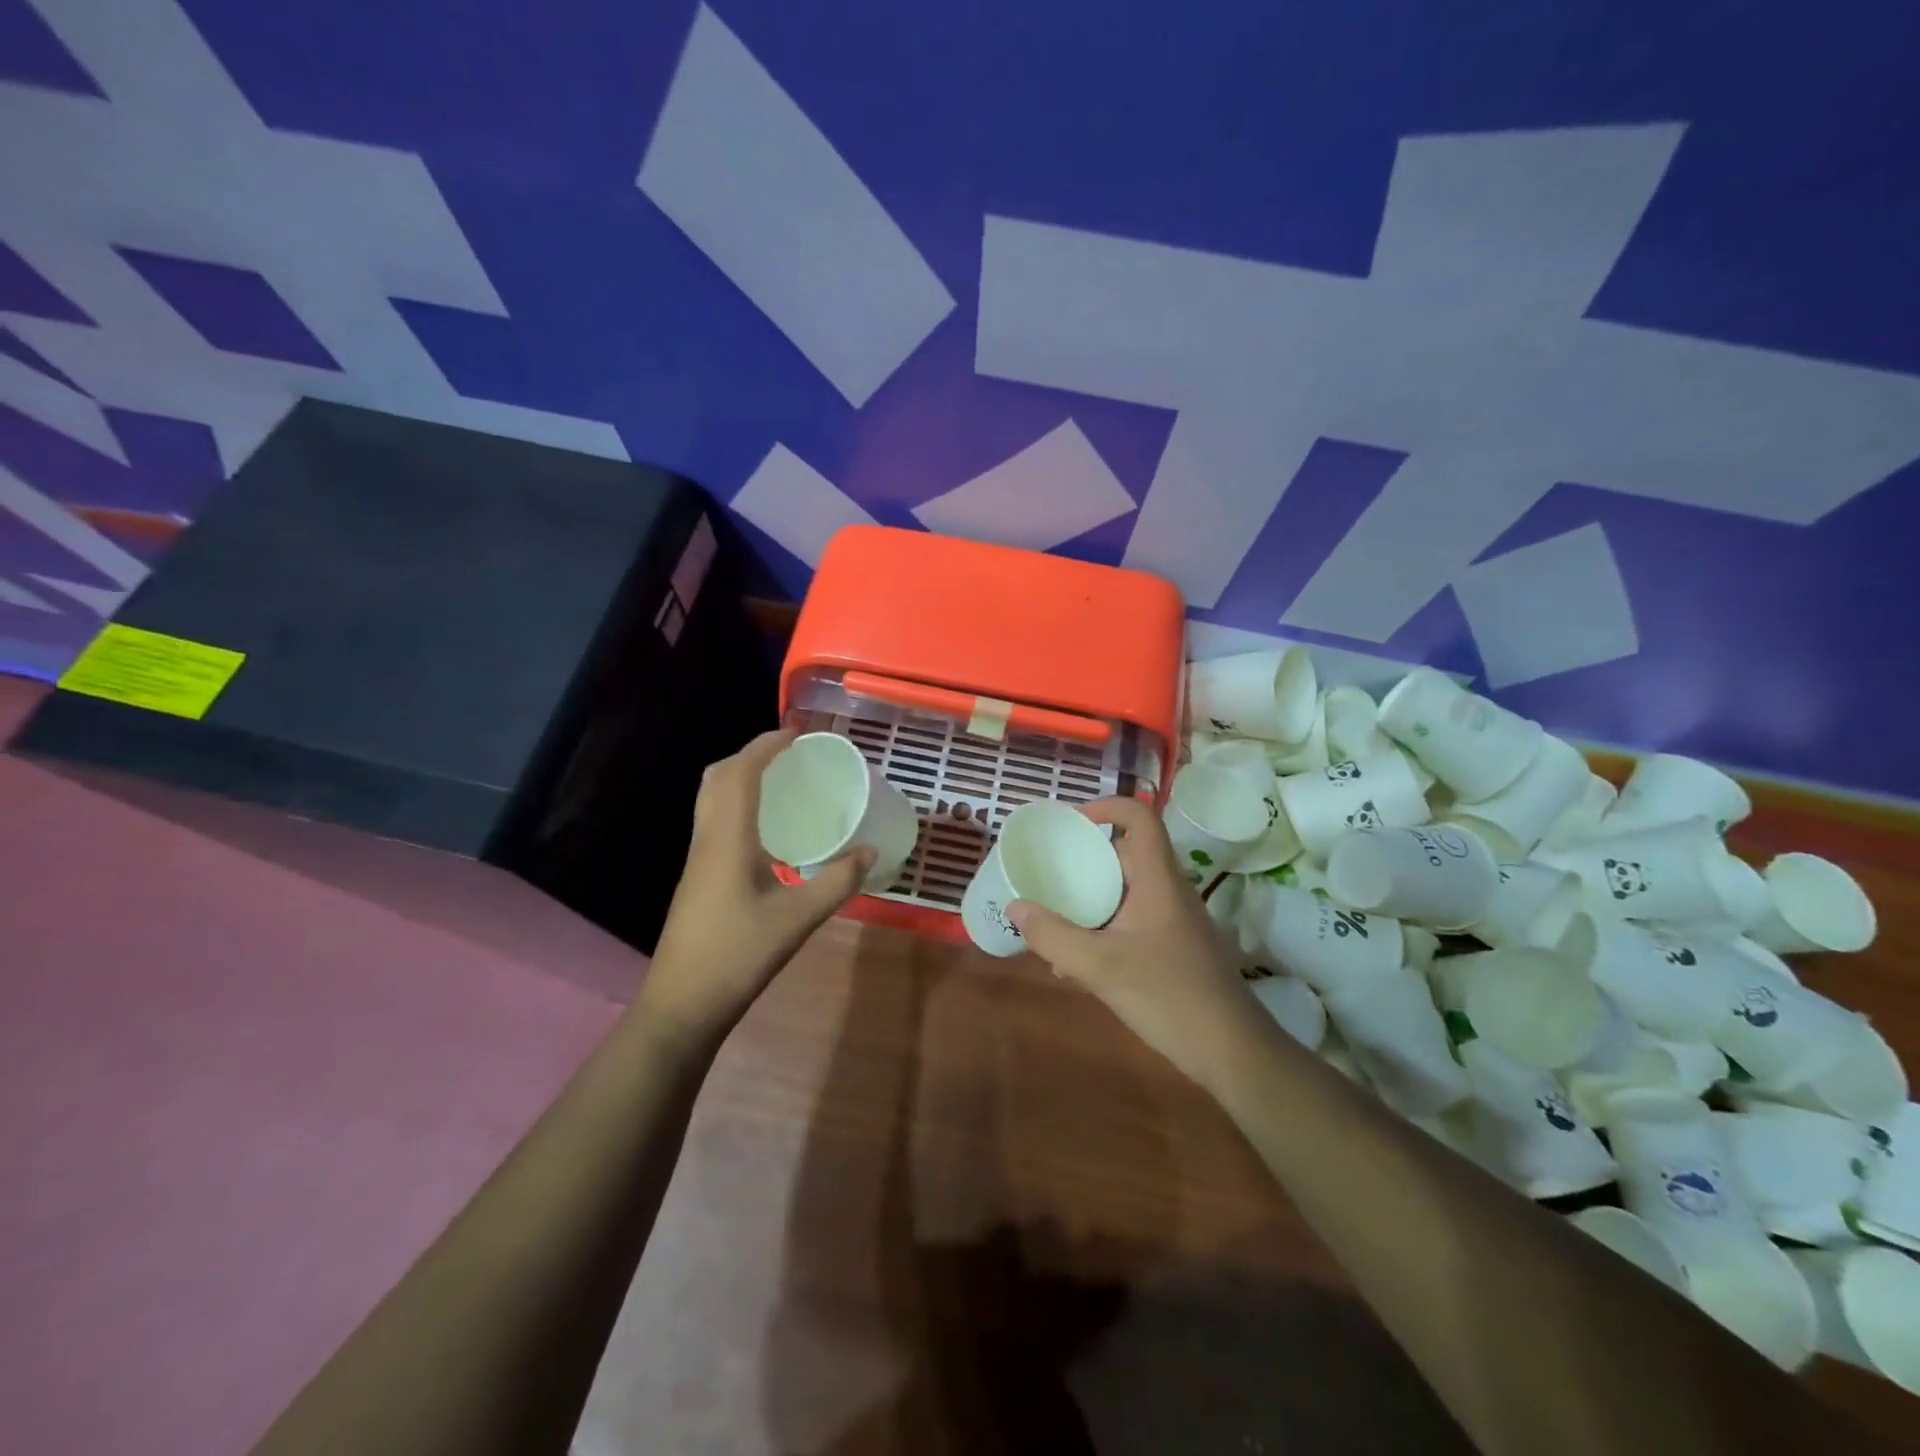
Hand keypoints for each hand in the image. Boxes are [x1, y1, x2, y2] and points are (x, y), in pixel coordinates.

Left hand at [640, 730, 873, 1039]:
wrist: (682, 1004)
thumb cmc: (738, 956)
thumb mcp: (798, 919)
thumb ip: (837, 882)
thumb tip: (870, 851)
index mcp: (727, 839)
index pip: (740, 773)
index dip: (765, 745)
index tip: (797, 733)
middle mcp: (707, 839)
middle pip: (718, 777)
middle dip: (751, 754)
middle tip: (789, 754)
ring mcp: (698, 859)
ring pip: (712, 799)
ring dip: (742, 778)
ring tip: (782, 781)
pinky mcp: (698, 877)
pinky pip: (716, 821)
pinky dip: (739, 805)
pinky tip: (769, 830)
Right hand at [1009, 797, 1263, 1083]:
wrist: (1233, 1052)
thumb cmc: (1169, 997)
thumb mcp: (1100, 967)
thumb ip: (1053, 937)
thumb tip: (1015, 907)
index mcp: (1158, 880)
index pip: (1140, 818)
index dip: (1106, 807)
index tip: (1070, 824)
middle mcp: (1168, 891)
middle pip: (1127, 854)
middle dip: (1085, 861)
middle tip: (1049, 875)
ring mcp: (1175, 921)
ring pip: (1127, 892)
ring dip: (1091, 901)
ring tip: (1054, 923)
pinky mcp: (1175, 947)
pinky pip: (1132, 922)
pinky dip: (1104, 929)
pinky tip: (1077, 967)